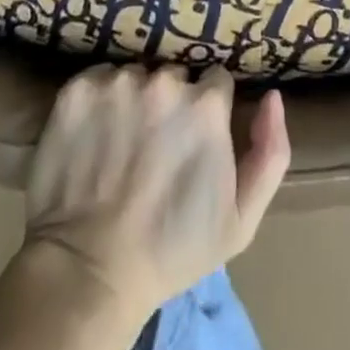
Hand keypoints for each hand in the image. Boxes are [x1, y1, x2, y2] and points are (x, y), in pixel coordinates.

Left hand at [22, 64, 289, 323]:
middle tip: (155, 146)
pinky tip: (95, 136)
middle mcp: (164, 82)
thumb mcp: (241, 219)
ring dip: (134, 100)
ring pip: (136, 76)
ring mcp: (118, 83)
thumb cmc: (173, 250)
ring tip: (122, 144)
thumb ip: (271, 152)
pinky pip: (98, 79)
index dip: (208, 110)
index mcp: (206, 104)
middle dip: (170, 103)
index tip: (193, 140)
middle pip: (175, 75)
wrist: (90, 274)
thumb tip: (272, 96)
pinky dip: (98, 101)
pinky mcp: (78, 91)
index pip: (215, 82)